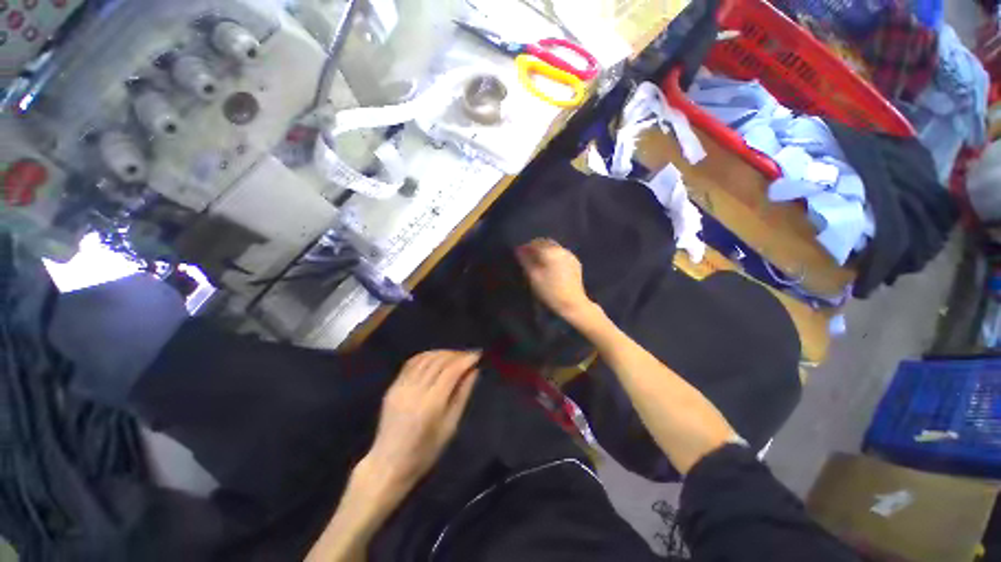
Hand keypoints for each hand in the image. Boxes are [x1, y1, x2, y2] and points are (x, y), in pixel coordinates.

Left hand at [362, 350, 479, 496]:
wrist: (388, 464)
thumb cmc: (425, 452)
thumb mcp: (450, 426)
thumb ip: (462, 395)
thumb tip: (474, 371)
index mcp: (431, 404)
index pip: (451, 371)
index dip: (466, 359)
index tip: (478, 355)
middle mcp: (415, 391)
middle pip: (439, 361)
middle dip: (456, 354)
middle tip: (469, 355)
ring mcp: (401, 387)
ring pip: (425, 358)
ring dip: (443, 353)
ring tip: (455, 356)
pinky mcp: (392, 387)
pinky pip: (411, 363)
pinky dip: (427, 356)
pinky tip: (436, 358)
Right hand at [516, 238, 596, 322]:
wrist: (572, 304)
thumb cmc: (549, 291)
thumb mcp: (533, 277)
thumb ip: (525, 260)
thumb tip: (519, 250)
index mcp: (550, 251)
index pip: (534, 243)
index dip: (525, 247)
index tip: (519, 254)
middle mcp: (561, 249)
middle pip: (545, 242)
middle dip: (536, 247)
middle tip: (528, 257)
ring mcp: (570, 255)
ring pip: (554, 247)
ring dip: (545, 251)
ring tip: (538, 262)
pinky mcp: (575, 263)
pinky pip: (561, 254)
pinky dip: (553, 256)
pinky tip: (550, 266)